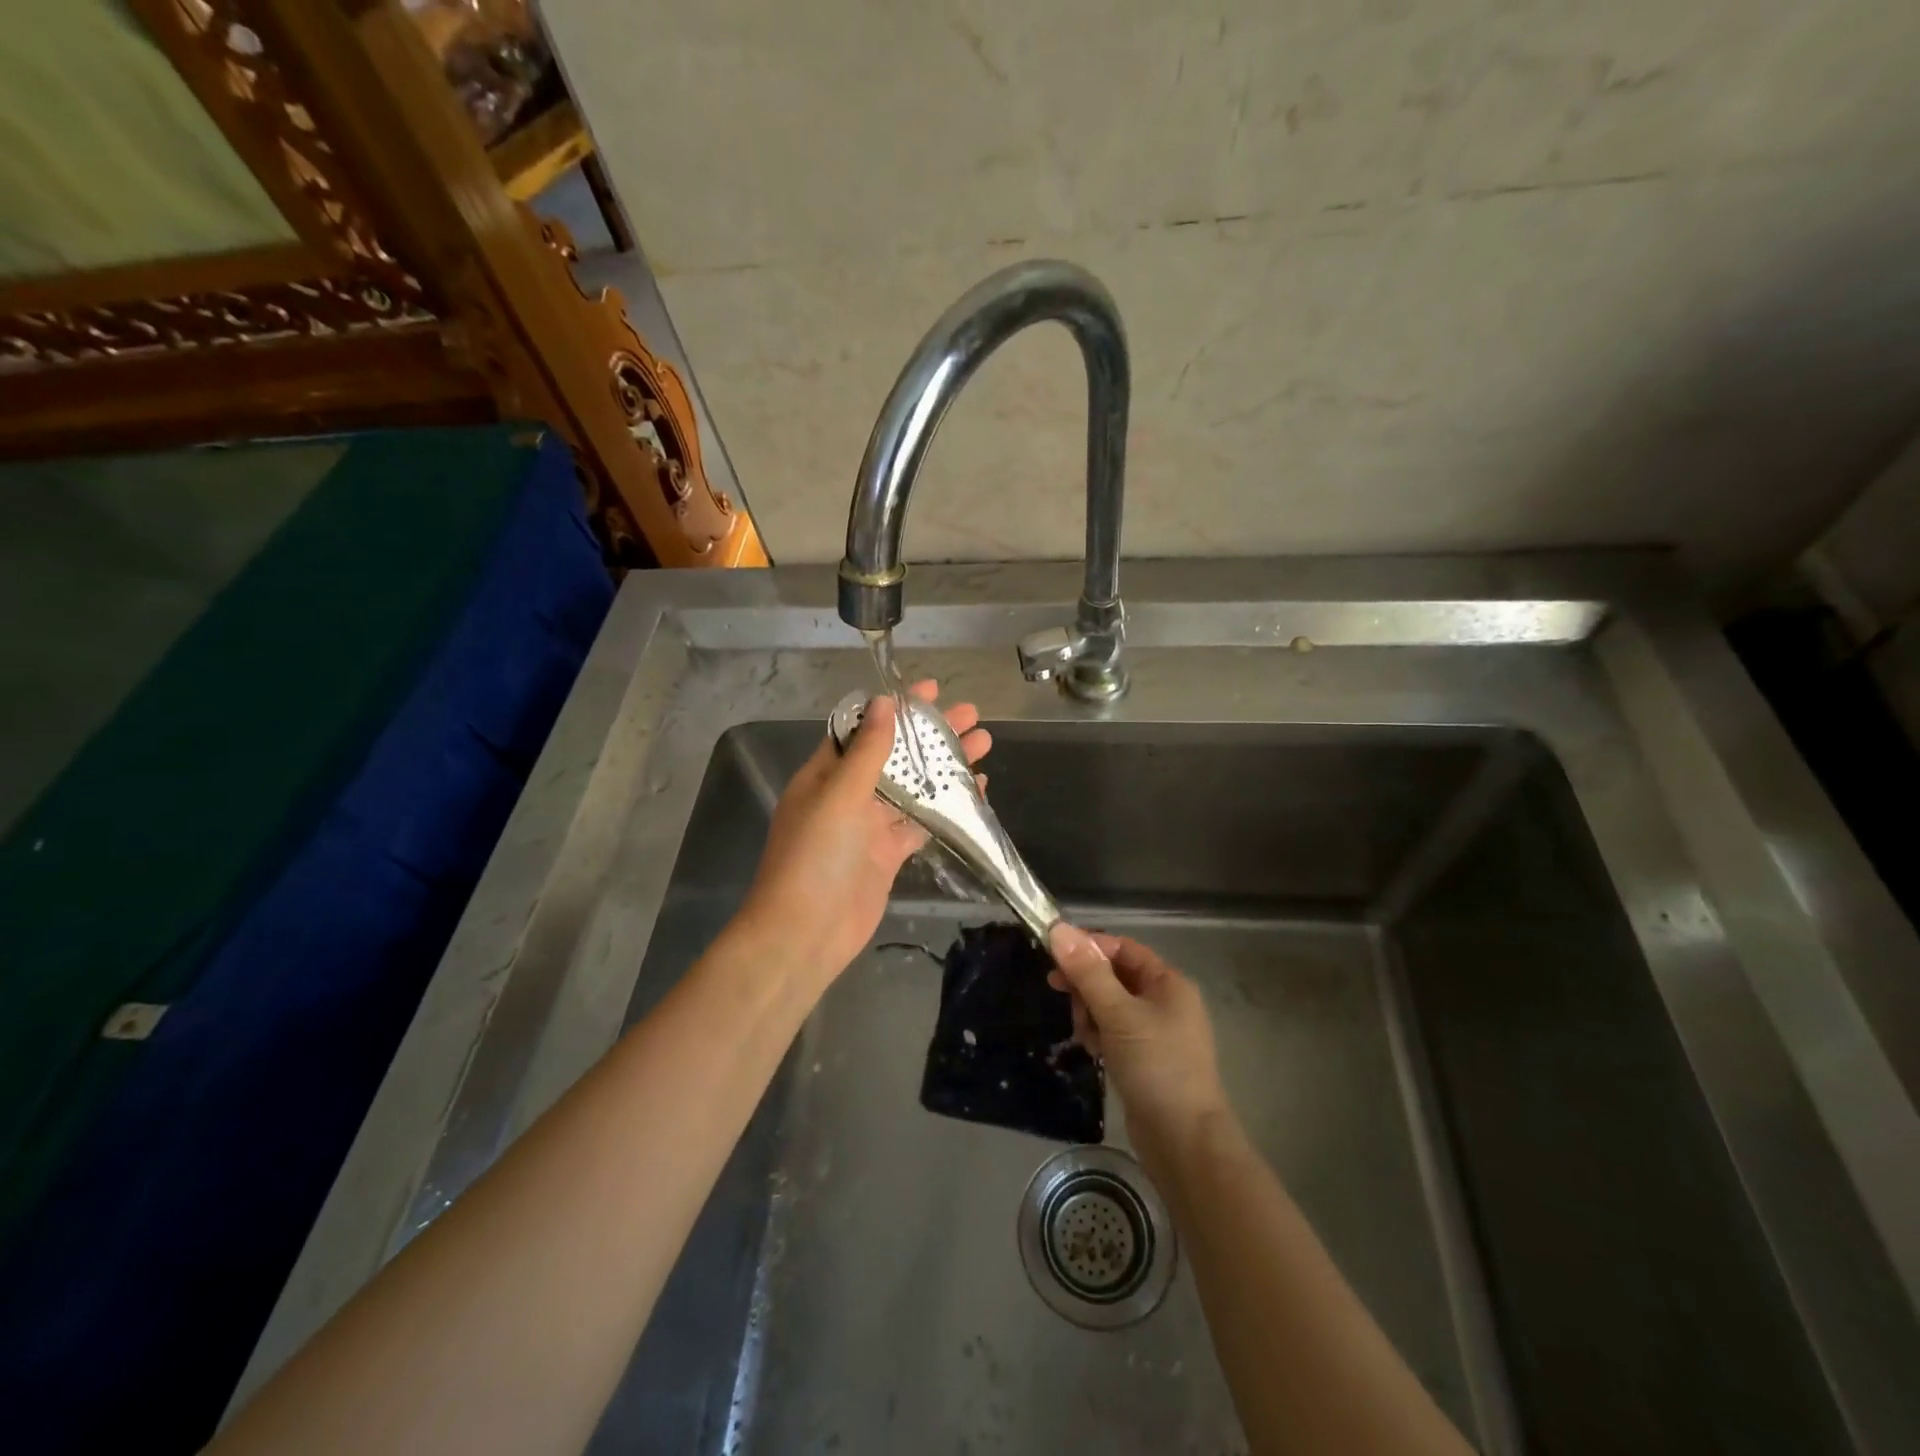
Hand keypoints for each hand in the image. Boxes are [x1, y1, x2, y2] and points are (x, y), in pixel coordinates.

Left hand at [737, 680, 990, 991]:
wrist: (805, 933)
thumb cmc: (814, 857)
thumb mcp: (838, 796)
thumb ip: (866, 752)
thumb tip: (884, 703)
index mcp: (826, 774)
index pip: (863, 728)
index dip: (895, 708)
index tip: (930, 690)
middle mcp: (848, 794)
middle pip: (895, 755)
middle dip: (931, 734)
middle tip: (972, 715)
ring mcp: (869, 826)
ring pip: (913, 787)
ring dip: (945, 766)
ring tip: (984, 744)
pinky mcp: (888, 854)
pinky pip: (921, 822)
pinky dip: (946, 806)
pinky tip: (976, 790)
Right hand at [1047, 925, 1228, 1151]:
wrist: (1183, 1141)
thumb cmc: (1156, 1066)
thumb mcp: (1118, 1014)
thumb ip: (1087, 972)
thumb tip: (1058, 929)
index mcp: (1168, 982)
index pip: (1122, 948)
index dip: (1088, 948)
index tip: (1054, 957)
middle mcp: (1164, 1001)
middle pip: (1113, 975)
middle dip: (1086, 985)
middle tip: (1062, 995)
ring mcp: (1155, 1031)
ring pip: (1109, 1004)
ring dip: (1090, 1013)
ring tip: (1086, 1035)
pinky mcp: (1144, 1057)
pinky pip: (1113, 1031)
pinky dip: (1099, 1035)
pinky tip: (1093, 1051)